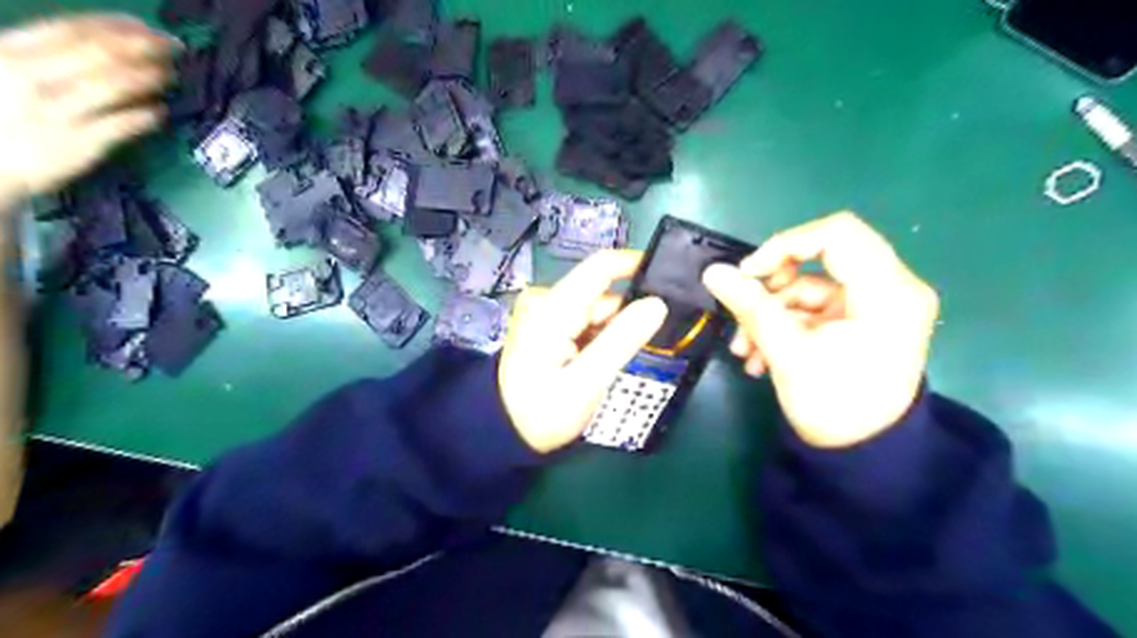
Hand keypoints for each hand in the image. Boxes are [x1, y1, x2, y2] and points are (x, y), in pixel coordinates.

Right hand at [1, 12, 176, 206]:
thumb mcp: (3, 69)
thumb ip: (44, 55)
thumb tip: (99, 41)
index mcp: (8, 52)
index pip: (71, 30)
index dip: (116, 26)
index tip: (147, 27)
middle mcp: (31, 78)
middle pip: (100, 55)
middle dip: (143, 48)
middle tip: (174, 48)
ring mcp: (56, 113)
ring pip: (113, 87)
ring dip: (149, 78)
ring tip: (171, 75)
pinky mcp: (78, 147)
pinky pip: (119, 127)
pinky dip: (144, 116)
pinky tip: (160, 111)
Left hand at [497, 249, 668, 453]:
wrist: (504, 430)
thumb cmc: (542, 411)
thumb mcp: (586, 382)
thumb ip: (621, 340)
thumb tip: (657, 304)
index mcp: (554, 307)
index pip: (602, 266)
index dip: (637, 265)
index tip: (672, 280)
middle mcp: (548, 300)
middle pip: (603, 294)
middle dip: (629, 316)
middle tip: (650, 346)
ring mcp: (547, 313)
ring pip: (598, 311)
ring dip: (615, 332)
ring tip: (622, 362)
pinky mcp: (549, 325)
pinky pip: (586, 322)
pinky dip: (601, 338)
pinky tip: (603, 362)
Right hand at [704, 211, 942, 445]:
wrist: (862, 456)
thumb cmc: (834, 406)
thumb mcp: (787, 353)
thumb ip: (750, 306)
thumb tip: (713, 272)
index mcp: (888, 292)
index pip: (837, 235)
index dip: (785, 245)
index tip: (749, 273)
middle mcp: (892, 289)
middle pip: (822, 256)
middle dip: (773, 283)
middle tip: (744, 304)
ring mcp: (876, 305)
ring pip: (811, 285)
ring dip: (771, 312)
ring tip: (743, 349)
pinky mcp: (860, 321)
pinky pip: (814, 307)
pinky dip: (784, 324)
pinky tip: (759, 355)